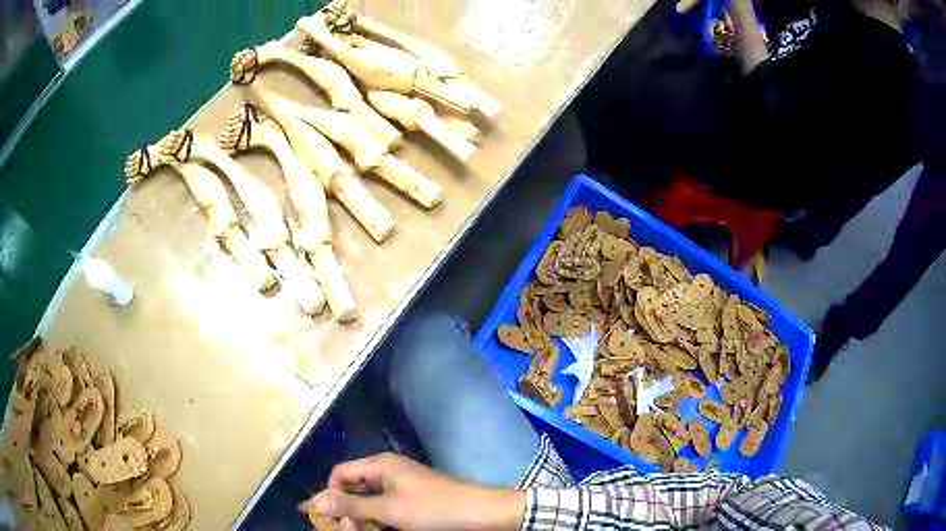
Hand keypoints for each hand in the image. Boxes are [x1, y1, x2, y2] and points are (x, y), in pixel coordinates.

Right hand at [300, 453, 524, 530]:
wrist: (478, 514)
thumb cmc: (431, 508)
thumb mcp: (388, 510)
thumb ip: (351, 506)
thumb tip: (316, 501)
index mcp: (380, 465)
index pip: (341, 474)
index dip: (327, 493)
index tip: (316, 514)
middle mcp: (388, 472)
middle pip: (353, 487)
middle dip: (342, 508)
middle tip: (337, 529)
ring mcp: (401, 487)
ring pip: (368, 500)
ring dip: (358, 516)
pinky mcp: (412, 501)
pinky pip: (384, 507)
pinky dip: (375, 519)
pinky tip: (371, 529)